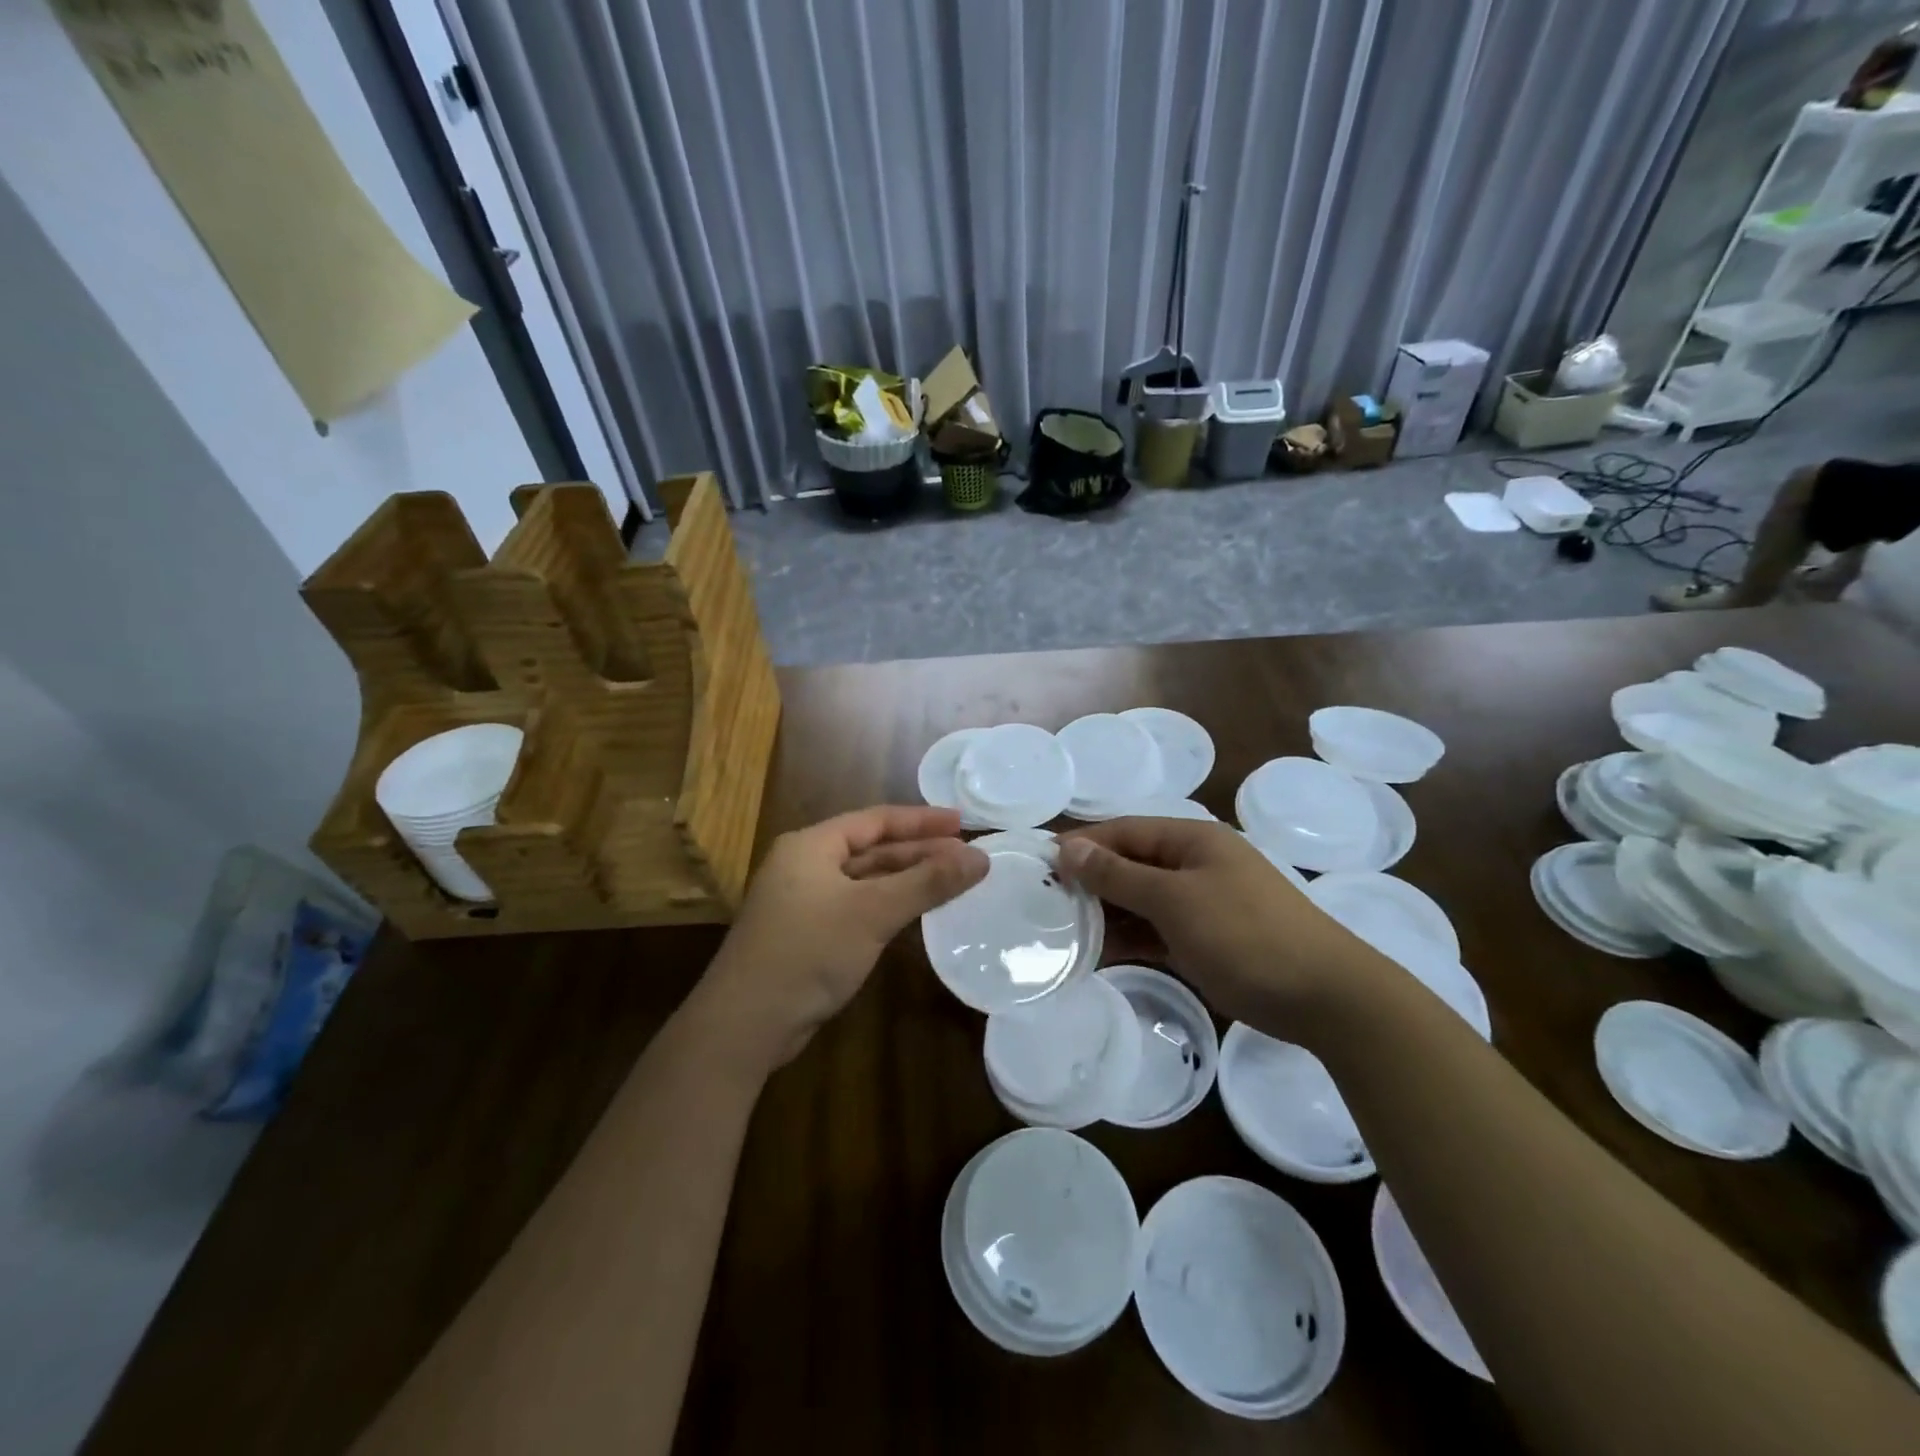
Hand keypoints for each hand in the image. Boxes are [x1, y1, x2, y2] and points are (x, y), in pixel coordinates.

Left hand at [689, 806, 988, 1076]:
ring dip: (907, 880)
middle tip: (966, 855)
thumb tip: (980, 858)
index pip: (876, 820)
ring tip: (952, 880)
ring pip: (866, 881)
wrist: (746, 1024)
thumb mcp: (873, 912)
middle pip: (872, 849)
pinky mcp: (808, 935)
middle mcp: (805, 866)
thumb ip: (927, 883)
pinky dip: (889, 906)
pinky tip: (917, 913)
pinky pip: (858, 907)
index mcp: (811, 845)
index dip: (921, 820)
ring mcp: (804, 902)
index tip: (963, 822)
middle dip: (919, 851)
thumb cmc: (808, 951)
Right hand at [1058, 818, 1376, 1026]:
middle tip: (1045, 904)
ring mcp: (1203, 903)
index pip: (1124, 831)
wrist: (1325, 997)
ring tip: (1063, 933)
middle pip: (1131, 864)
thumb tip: (1068, 847)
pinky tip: (1099, 954)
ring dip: (1107, 914)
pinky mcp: (1207, 939)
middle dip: (1090, 882)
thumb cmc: (1245, 934)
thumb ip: (1118, 875)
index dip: (1082, 844)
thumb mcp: (1174, 900)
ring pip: (1141, 900)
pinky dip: (1131, 939)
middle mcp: (1195, 864)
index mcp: (1192, 840)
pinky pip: (1157, 930)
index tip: (1040, 864)